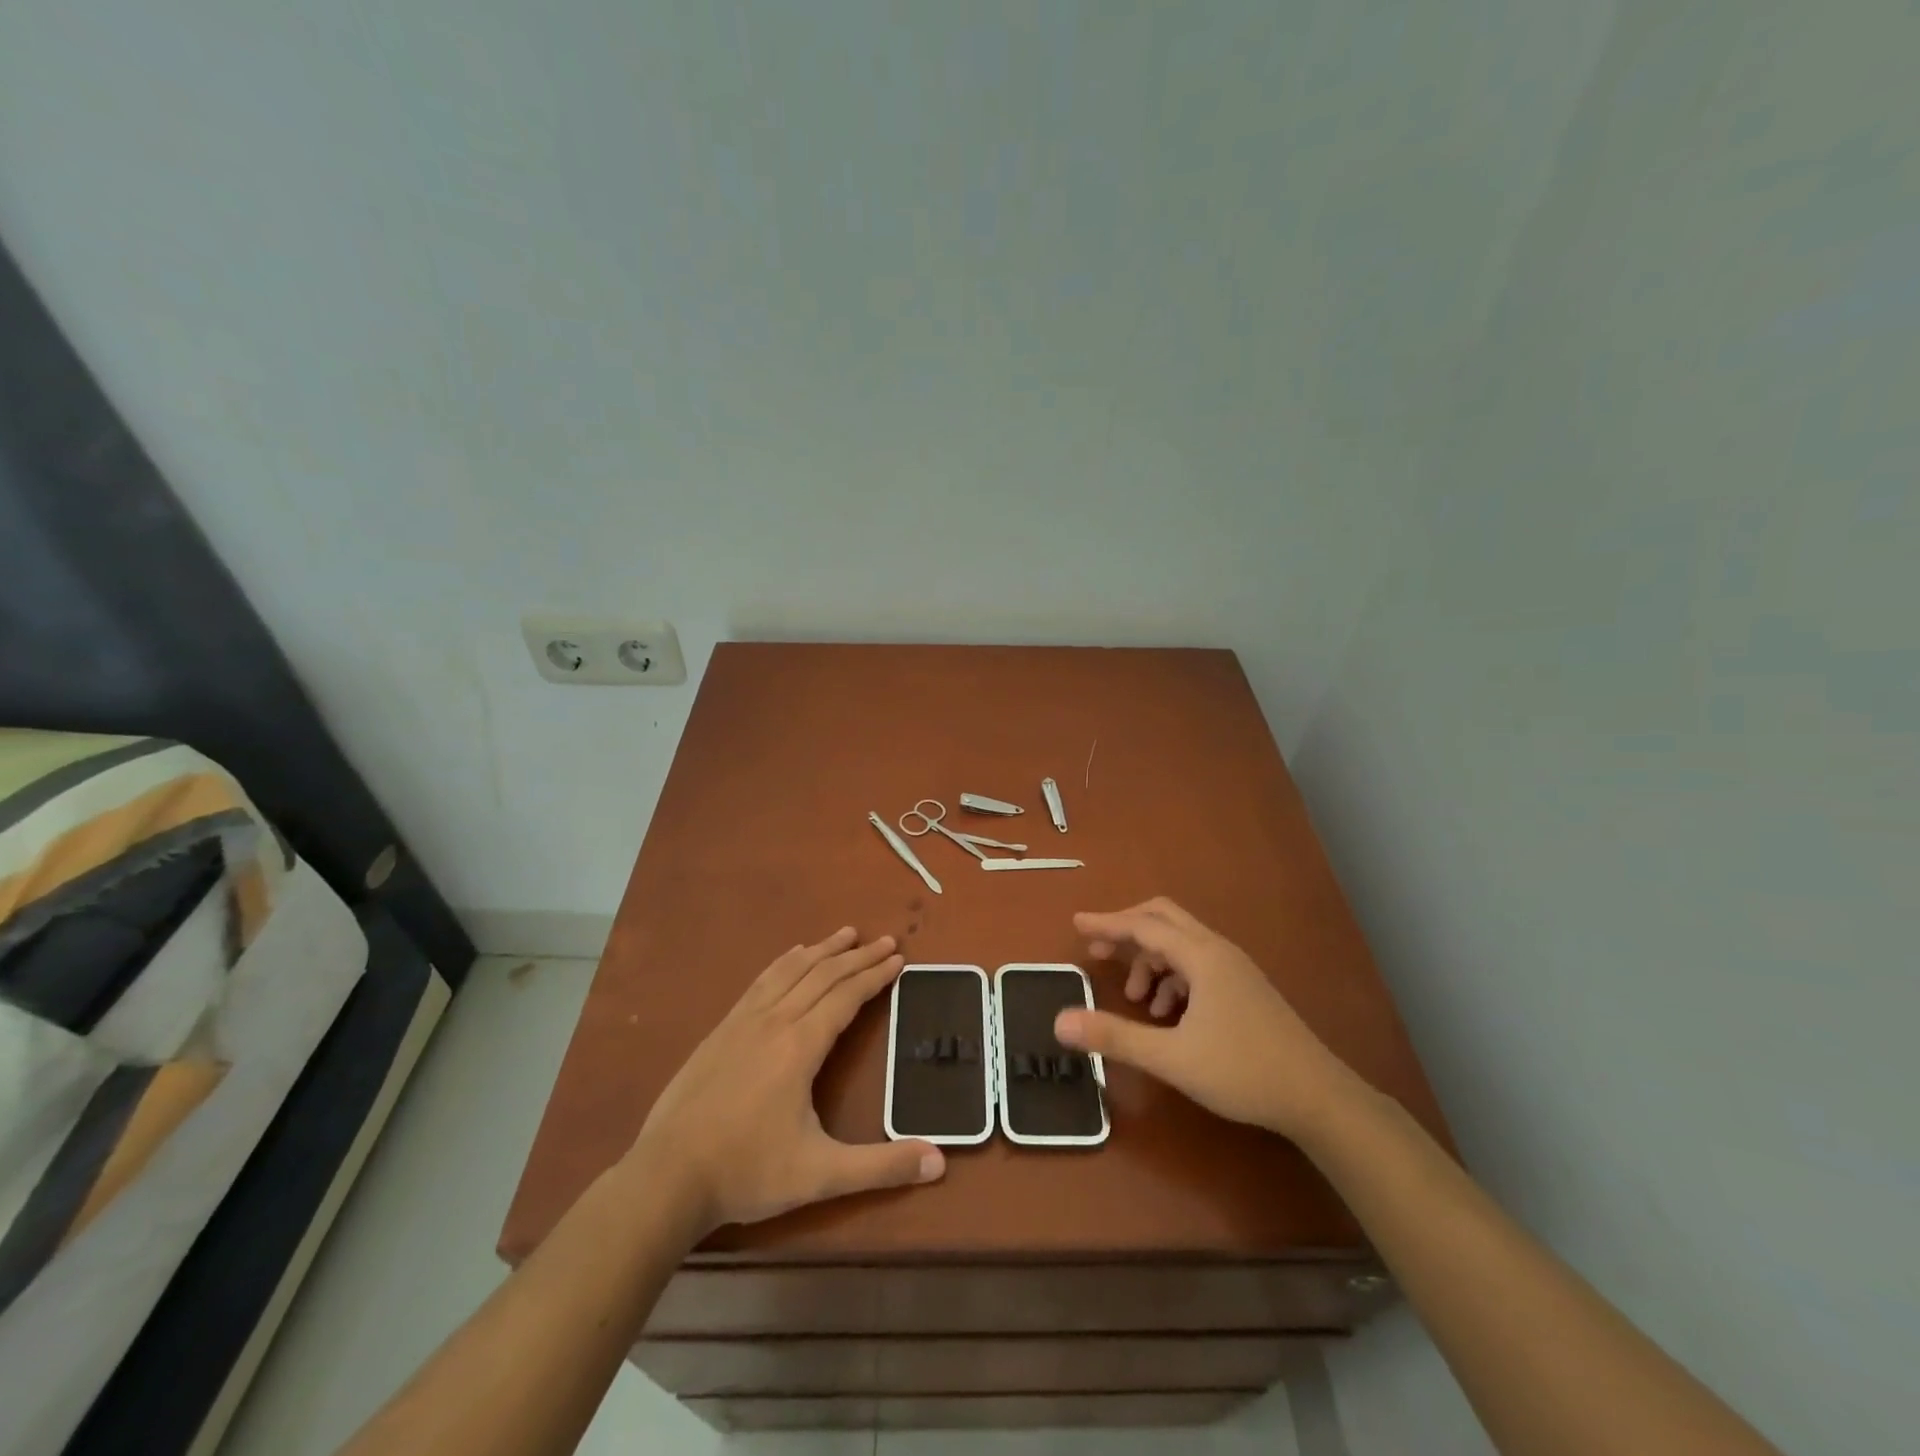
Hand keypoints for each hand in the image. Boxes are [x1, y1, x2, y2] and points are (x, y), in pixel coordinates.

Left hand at [630, 927, 943, 1233]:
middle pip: (823, 974)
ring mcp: (744, 1021)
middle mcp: (775, 1021)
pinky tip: (792, 955)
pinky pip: (762, 981)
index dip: (875, 975)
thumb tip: (940, 1162)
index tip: (898, 958)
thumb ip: (881, 1167)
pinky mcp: (722, 1029)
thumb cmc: (747, 1172)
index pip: (846, 996)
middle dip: (858, 956)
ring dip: (823, 949)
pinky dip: (785, 961)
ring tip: (846, 933)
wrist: (666, 1178)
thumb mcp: (821, 1175)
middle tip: (885, 940)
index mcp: (801, 1046)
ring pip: (791, 970)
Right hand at [1053, 897, 1356, 1140]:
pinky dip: (1173, 978)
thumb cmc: (1242, 1071)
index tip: (1076, 924)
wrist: (1317, 1097)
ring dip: (1151, 960)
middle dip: (1127, 932)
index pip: (1143, 926)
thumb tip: (1061, 1021)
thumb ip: (1115, 1036)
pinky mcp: (1245, 988)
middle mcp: (1218, 951)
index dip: (1107, 923)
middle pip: (1164, 920)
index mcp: (1201, 956)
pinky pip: (1198, 965)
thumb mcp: (1171, 1057)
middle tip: (1099, 952)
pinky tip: (1168, 1015)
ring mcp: (1235, 969)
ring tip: (1137, 999)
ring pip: (1181, 944)